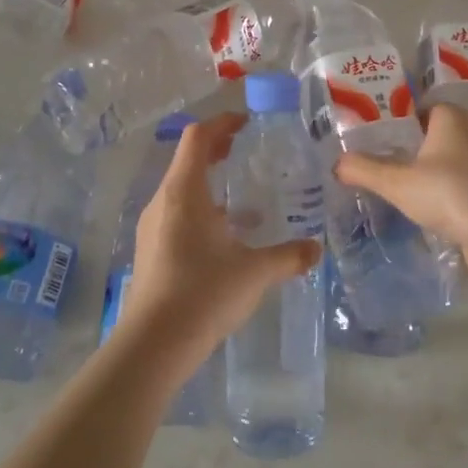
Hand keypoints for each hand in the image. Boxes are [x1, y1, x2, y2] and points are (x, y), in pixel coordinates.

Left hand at [120, 113, 321, 365]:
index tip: (246, 123)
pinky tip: (227, 238)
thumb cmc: (204, 293)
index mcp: (183, 191)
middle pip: (188, 160)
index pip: (197, 138)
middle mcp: (163, 202)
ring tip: (244, 198)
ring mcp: (152, 227)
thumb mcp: (255, 272)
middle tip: (247, 150)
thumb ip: (288, 256)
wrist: (153, 344)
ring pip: (182, 191)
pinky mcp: (151, 251)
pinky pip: (177, 216)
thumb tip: (316, 250)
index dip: (221, 123)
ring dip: (210, 184)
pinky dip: (202, 212)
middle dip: (217, 150)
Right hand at [333, 104, 467, 282]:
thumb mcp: (397, 182)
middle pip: (425, 137)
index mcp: (449, 117)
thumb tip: (336, 164)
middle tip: (366, 160)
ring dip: (417, 175)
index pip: (414, 108)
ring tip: (383, 185)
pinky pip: (450, 189)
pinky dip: (433, 196)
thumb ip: (365, 170)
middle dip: (400, 148)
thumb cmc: (450, 192)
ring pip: (438, 165)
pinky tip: (411, 209)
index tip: (363, 134)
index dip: (389, 119)